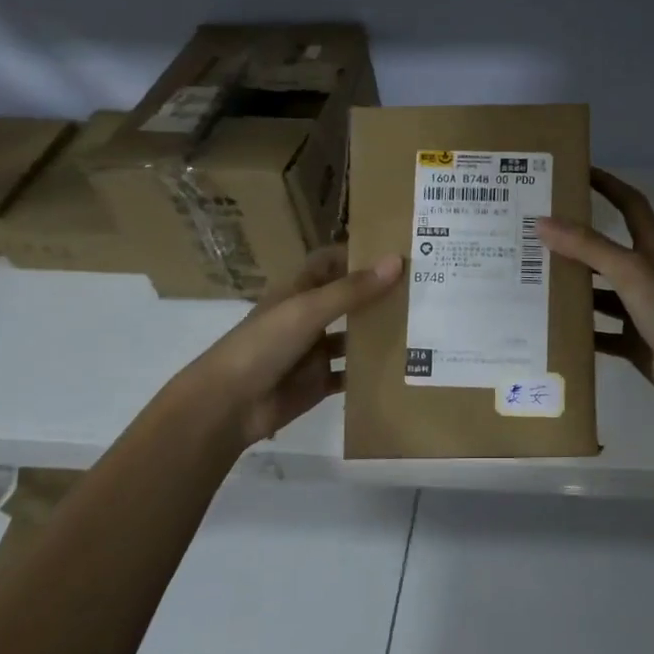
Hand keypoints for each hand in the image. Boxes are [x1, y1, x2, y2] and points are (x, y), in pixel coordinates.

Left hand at [189, 245, 402, 447]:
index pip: (331, 262)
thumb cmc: (263, 345)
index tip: (397, 249)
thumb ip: (352, 290)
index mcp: (298, 291)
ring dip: (379, 333)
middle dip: (378, 294)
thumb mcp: (308, 310)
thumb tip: (397, 261)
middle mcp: (308, 317)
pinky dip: (371, 372)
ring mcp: (314, 352)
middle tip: (423, 288)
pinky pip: (350, 375)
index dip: (358, 254)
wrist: (229, 404)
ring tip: (422, 326)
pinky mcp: (319, 383)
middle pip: (347, 300)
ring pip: (353, 337)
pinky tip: (402, 369)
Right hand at [538, 169, 653, 412]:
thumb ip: (587, 246)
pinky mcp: (634, 341)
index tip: (577, 173)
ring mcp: (640, 310)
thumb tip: (543, 222)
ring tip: (533, 282)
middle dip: (575, 243)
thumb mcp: (628, 270)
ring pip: (600, 294)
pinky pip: (601, 333)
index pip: (629, 204)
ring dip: (573, 289)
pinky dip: (580, 331)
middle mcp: (645, 275)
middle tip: (536, 236)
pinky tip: (552, 329)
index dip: (608, 185)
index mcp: (650, 249)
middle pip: (607, 251)